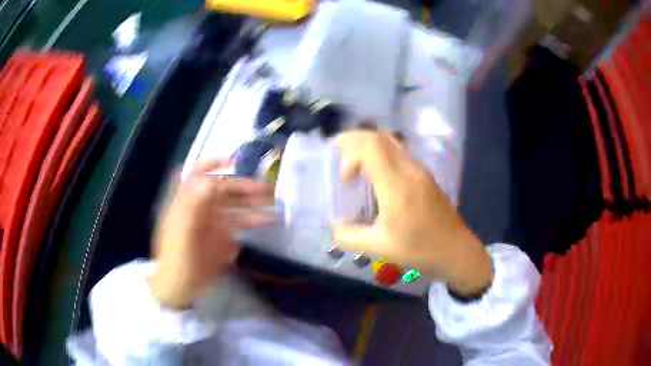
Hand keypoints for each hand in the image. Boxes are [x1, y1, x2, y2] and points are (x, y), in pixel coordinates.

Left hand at [149, 159, 274, 308]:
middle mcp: (202, 206)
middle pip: (225, 190)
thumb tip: (210, 180)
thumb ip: (194, 204)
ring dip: (255, 207)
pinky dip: (252, 223)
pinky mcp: (221, 237)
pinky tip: (266, 223)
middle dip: (246, 188)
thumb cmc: (177, 257)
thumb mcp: (183, 231)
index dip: (215, 163)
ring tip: (275, 210)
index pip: (199, 173)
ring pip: (236, 208)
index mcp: (189, 200)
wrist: (180, 286)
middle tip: (269, 192)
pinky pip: (238, 225)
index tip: (235, 162)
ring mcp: (212, 222)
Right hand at [332, 131, 491, 294]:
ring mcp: (420, 171)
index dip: (348, 148)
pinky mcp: (426, 176)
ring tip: (356, 169)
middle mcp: (409, 170)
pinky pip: (400, 153)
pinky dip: (382, 155)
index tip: (343, 177)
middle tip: (342, 163)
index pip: (370, 146)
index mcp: (396, 186)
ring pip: (391, 142)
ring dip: (369, 148)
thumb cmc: (420, 250)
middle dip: (354, 141)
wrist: (457, 251)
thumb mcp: (380, 248)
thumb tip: (332, 227)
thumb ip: (349, 236)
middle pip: (379, 137)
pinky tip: (377, 178)